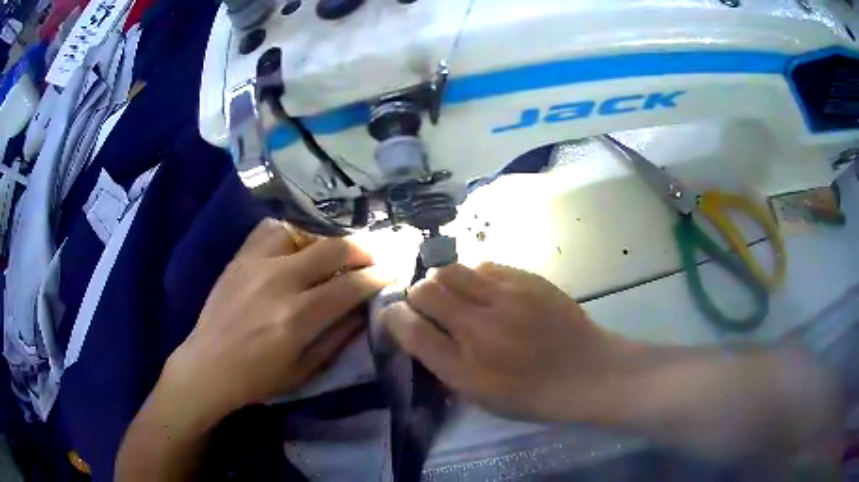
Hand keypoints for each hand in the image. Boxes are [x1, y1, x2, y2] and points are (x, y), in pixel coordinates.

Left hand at [162, 219, 386, 423]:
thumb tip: (365, 307)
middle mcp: (279, 282)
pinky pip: (271, 228)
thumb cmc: (259, 377)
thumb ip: (339, 336)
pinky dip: (292, 231)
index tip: (389, 274)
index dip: (376, 277)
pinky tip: (297, 242)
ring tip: (335, 250)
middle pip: (333, 249)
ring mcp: (256, 264)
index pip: (350, 286)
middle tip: (373, 256)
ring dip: (327, 239)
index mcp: (297, 318)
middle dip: (362, 249)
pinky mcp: (240, 257)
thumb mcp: (306, 369)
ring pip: (304, 231)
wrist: (208, 365)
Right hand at [380, 263, 620, 421]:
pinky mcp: (527, 279)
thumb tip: (419, 333)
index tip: (397, 316)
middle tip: (431, 307)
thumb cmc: (533, 394)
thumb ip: (444, 366)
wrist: (587, 371)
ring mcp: (506, 298)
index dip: (394, 318)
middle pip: (425, 291)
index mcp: (466, 368)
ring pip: (450, 270)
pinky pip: (483, 265)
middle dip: (418, 296)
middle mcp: (481, 329)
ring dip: (444, 282)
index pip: (411, 330)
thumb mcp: (482, 397)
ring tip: (459, 295)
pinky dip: (475, 276)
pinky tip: (489, 291)